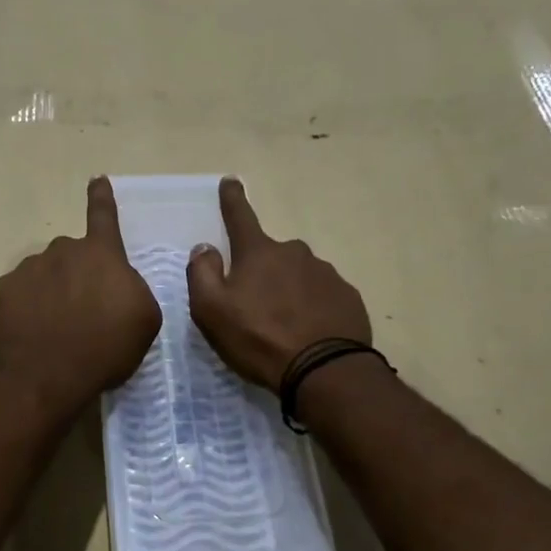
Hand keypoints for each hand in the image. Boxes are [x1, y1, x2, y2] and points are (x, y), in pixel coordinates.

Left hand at [0, 177, 162, 411]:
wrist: (47, 376)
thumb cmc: (106, 348)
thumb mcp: (144, 319)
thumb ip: (132, 289)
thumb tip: (116, 283)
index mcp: (101, 254)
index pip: (103, 216)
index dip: (102, 198)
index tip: (97, 179)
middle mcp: (62, 251)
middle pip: (72, 255)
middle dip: (77, 275)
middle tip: (82, 313)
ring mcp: (28, 269)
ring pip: (44, 274)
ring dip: (51, 292)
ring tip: (56, 329)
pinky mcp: (2, 291)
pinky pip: (19, 294)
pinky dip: (26, 309)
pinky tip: (32, 333)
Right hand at [187, 178, 370, 390]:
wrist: (323, 370)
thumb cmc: (258, 339)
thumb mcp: (212, 311)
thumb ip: (202, 273)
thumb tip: (205, 247)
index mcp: (259, 253)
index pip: (241, 216)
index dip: (232, 198)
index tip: (231, 180)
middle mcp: (294, 253)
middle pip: (271, 254)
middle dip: (262, 271)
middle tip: (255, 307)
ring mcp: (325, 273)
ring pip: (298, 275)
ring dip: (289, 291)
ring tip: (283, 326)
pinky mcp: (347, 297)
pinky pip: (322, 295)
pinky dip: (312, 307)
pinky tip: (309, 332)